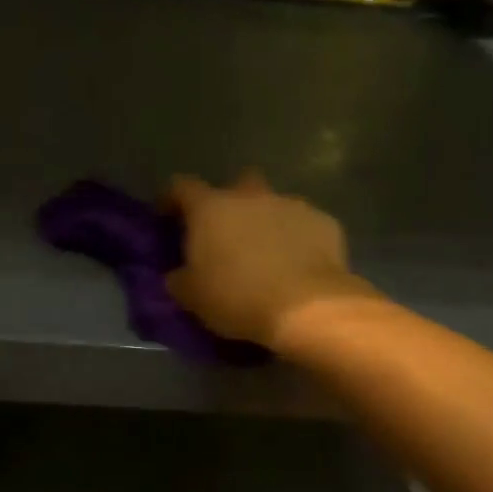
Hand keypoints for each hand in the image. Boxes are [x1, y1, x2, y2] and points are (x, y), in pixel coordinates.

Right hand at [164, 171, 378, 348]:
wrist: (308, 307)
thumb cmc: (238, 297)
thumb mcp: (193, 297)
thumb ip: (180, 279)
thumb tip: (178, 274)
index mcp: (211, 208)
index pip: (181, 187)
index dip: (172, 198)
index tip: (167, 216)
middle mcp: (250, 197)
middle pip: (237, 184)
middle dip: (231, 202)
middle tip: (227, 233)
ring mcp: (292, 205)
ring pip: (274, 205)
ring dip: (267, 223)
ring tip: (267, 255)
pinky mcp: (325, 222)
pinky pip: (304, 225)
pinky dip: (298, 239)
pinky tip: (298, 266)